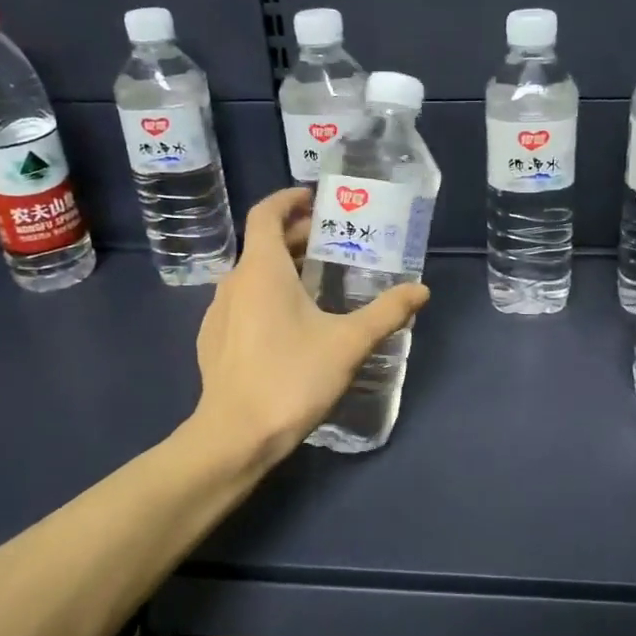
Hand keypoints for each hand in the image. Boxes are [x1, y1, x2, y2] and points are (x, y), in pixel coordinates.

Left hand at [192, 188, 429, 467]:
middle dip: (296, 236)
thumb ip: (387, 312)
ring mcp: (218, 313)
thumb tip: (421, 290)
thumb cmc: (292, 377)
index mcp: (261, 269)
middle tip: (332, 242)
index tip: (315, 199)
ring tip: (318, 282)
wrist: (235, 436)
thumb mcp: (349, 343)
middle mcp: (234, 282)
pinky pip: (243, 303)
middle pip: (262, 244)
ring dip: (282, 268)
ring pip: (252, 275)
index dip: (288, 199)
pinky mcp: (214, 342)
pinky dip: (267, 296)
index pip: (266, 213)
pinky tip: (291, 324)